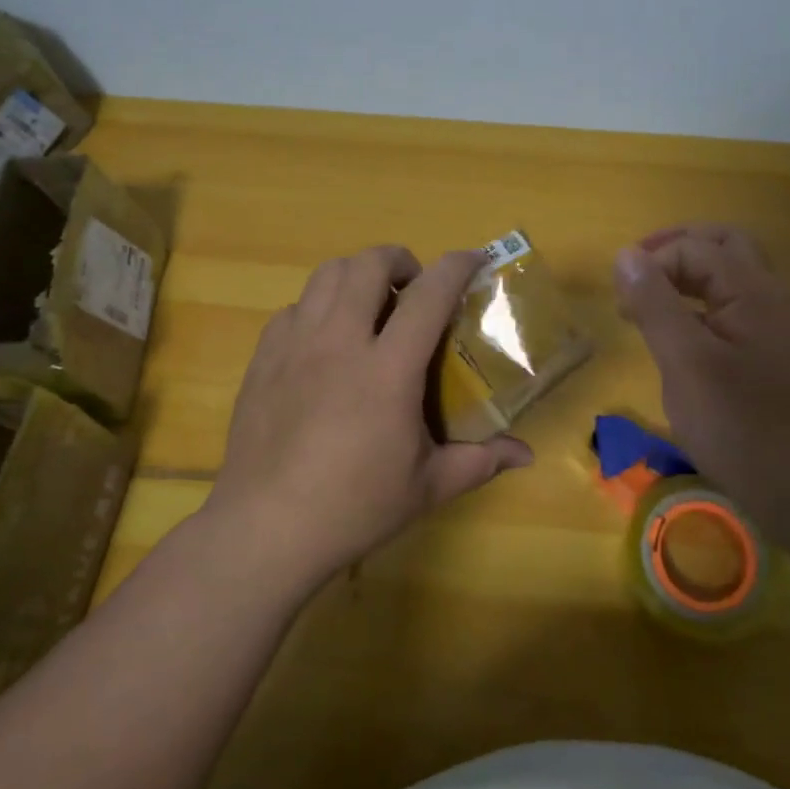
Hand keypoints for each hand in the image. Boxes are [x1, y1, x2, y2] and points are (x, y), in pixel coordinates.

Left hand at [203, 246, 533, 593]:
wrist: (265, 529)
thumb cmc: (354, 507)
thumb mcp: (427, 486)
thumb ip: (480, 461)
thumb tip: (525, 454)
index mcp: (387, 368)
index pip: (428, 295)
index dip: (456, 266)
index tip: (474, 259)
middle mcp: (340, 341)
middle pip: (368, 264)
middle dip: (400, 260)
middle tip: (414, 287)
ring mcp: (295, 344)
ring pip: (326, 274)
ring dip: (357, 275)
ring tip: (370, 304)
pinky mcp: (264, 357)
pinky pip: (294, 308)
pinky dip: (318, 308)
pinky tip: (326, 341)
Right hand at [614, 224, 789, 498]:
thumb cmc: (744, 426)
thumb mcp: (686, 362)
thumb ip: (655, 304)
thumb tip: (626, 255)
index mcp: (752, 290)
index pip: (693, 247)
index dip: (651, 263)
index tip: (621, 304)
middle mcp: (769, 298)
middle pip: (721, 248)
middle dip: (674, 253)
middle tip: (637, 278)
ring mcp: (775, 329)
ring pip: (728, 280)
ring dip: (687, 280)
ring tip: (649, 308)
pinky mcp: (772, 359)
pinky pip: (732, 312)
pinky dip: (700, 310)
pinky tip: (680, 343)